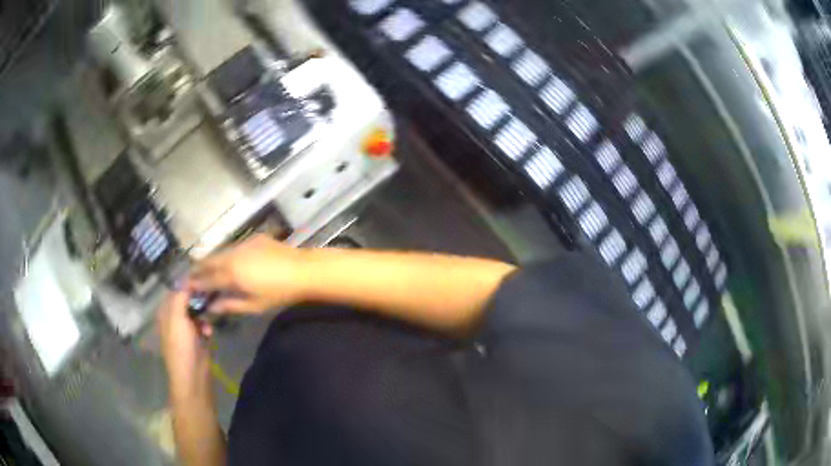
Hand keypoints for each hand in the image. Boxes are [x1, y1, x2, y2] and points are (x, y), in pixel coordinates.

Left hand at [157, 286, 212, 399]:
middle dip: (197, 299)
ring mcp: (186, 331)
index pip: (174, 291)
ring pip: (196, 313)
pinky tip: (210, 331)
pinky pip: (203, 326)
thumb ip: (180, 297)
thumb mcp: (177, 318)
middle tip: (210, 293)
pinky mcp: (197, 341)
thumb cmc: (181, 347)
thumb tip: (185, 277)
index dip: (186, 284)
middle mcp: (174, 320)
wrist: (193, 377)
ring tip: (209, 316)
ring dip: (203, 313)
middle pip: (186, 301)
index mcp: (165, 313)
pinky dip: (207, 326)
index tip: (201, 277)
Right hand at [190, 235, 306, 313]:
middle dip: (198, 268)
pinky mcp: (254, 238)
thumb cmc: (278, 293)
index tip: (187, 287)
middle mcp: (233, 255)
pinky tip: (228, 261)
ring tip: (206, 268)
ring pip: (221, 252)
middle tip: (191, 276)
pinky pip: (234, 246)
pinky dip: (227, 254)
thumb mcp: (254, 305)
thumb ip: (230, 305)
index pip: (208, 279)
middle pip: (209, 261)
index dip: (196, 284)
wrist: (303, 270)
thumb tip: (212, 307)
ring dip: (212, 260)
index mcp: (231, 274)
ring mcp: (243, 244)